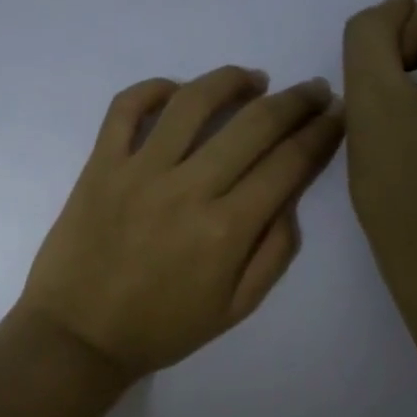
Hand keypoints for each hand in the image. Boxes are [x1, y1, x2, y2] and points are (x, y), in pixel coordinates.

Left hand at [18, 67, 345, 379]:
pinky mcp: (100, 165)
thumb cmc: (161, 329)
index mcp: (227, 230)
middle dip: (295, 101)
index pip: (288, 163)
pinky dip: (154, 89)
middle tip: (312, 91)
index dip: (321, 133)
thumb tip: (290, 197)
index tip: (337, 114)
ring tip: (254, 80)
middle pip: (254, 124)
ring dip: (232, 81)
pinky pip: (126, 108)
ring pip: (193, 102)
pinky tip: (177, 92)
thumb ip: (273, 253)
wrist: (79, 336)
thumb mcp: (235, 309)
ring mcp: (139, 171)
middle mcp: (188, 189)